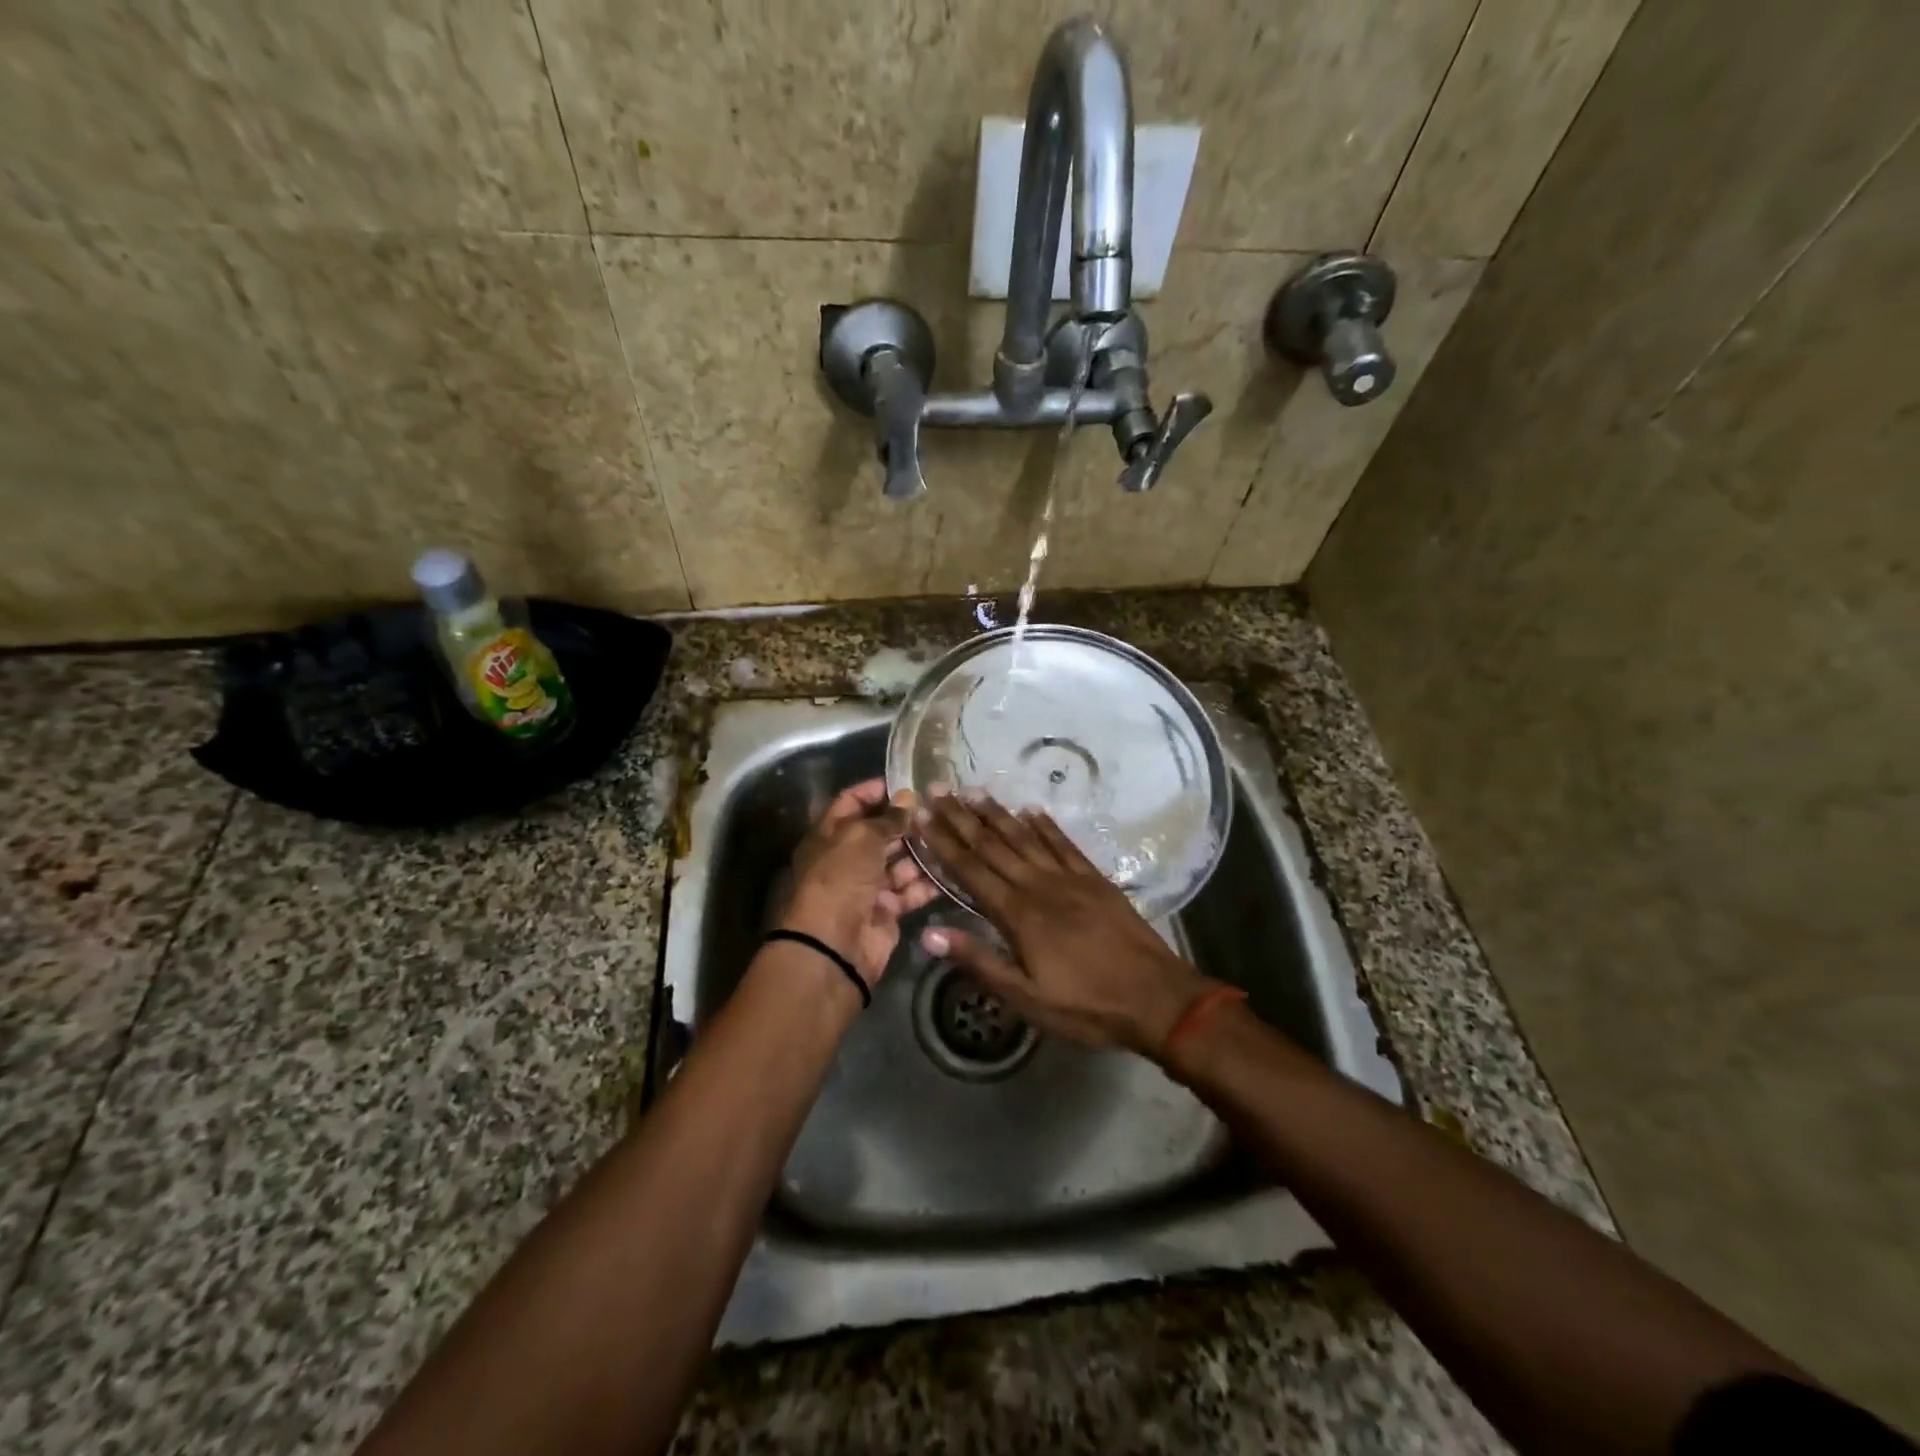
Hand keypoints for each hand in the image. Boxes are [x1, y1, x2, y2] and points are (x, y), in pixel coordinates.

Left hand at [780, 779, 938, 985]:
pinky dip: (928, 882)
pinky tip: (953, 868)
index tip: (906, 782)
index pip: (851, 803)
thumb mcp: (861, 838)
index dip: (875, 791)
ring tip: (952, 836)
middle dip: (907, 822)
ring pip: (899, 862)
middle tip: (941, 810)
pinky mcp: (887, 911)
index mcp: (830, 835)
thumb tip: (908, 798)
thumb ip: (888, 818)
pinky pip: (910, 890)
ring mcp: (867, 886)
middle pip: (880, 833)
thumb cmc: (840, 879)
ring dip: (922, 851)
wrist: (834, 946)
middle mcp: (847, 858)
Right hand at [914, 790, 1213, 1056]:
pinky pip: (1064, 844)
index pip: (971, 870)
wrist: (1155, 997)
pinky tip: (1031, 809)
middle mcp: (1039, 885)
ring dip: (997, 814)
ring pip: (1025, 837)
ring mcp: (1070, 878)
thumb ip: (979, 961)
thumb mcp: (1026, 997)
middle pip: (993, 846)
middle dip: (962, 818)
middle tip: (939, 790)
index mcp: (1018, 914)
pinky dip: (1046, 825)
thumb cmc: (1085, 1005)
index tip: (922, 817)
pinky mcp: (1095, 879)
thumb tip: (929, 934)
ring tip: (974, 791)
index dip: (943, 843)